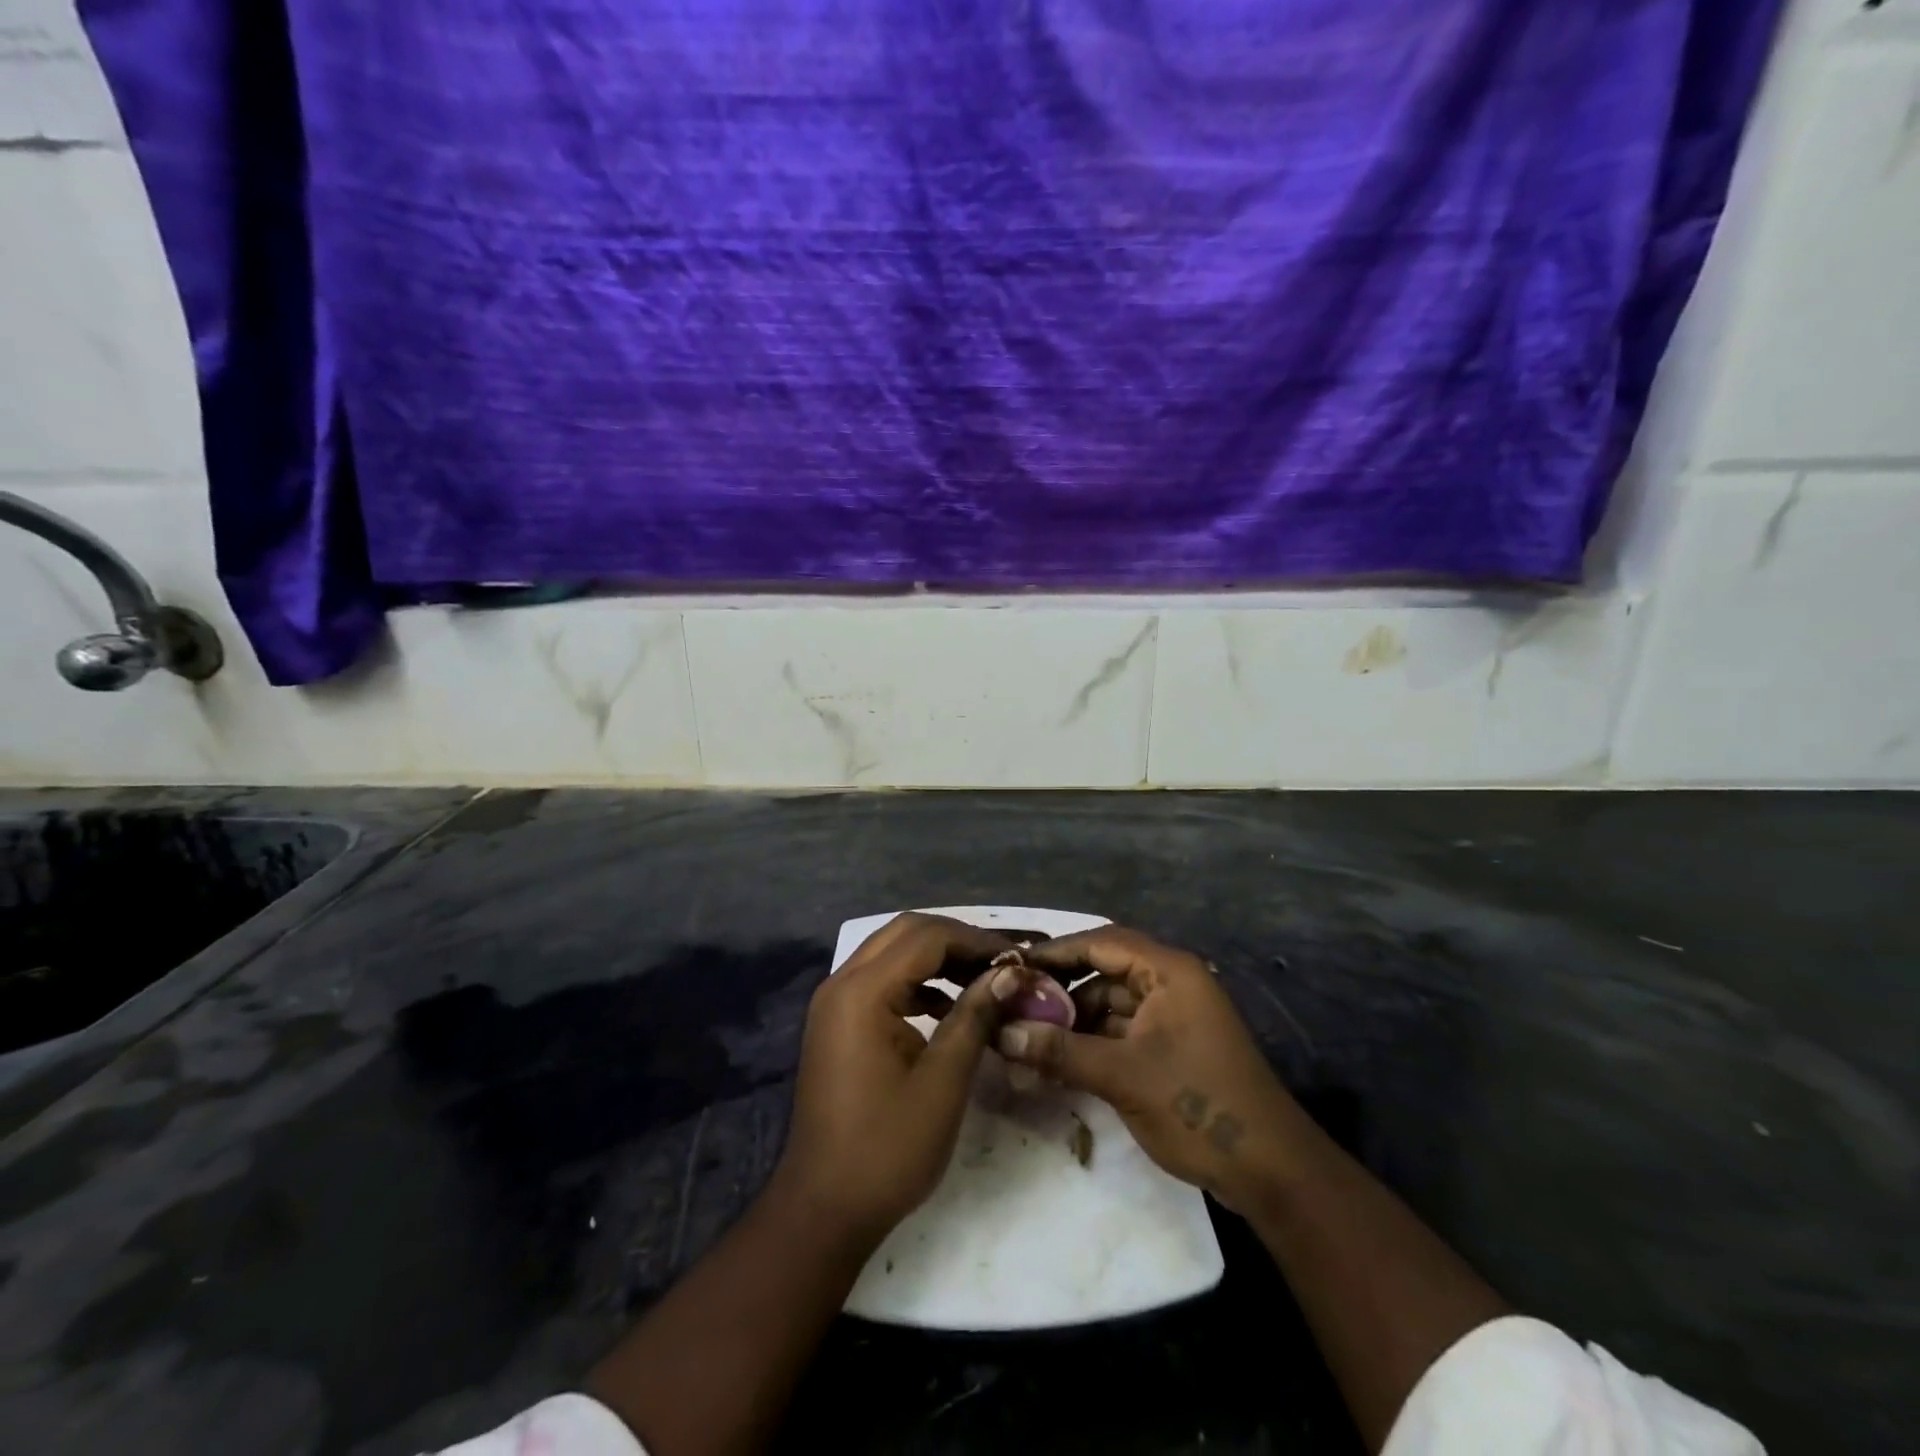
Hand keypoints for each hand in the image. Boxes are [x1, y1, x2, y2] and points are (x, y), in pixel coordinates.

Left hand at [775, 913, 1030, 1243]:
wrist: (824, 1207)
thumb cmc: (887, 1148)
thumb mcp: (943, 1082)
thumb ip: (974, 1016)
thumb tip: (1009, 973)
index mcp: (862, 992)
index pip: (926, 937)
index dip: (975, 940)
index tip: (1018, 956)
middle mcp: (842, 983)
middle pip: (905, 933)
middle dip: (956, 940)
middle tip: (1001, 961)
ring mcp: (835, 1003)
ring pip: (893, 953)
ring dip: (937, 958)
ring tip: (984, 980)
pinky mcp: (839, 1023)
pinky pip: (883, 981)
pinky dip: (918, 982)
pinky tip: (949, 1007)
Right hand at [998, 926, 1302, 1215]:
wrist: (1270, 1171)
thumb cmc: (1197, 1106)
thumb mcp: (1122, 1076)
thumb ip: (1060, 1050)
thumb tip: (1001, 1033)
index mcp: (1168, 972)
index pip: (1101, 942)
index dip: (1055, 952)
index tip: (1012, 964)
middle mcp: (1171, 983)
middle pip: (1103, 972)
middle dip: (1060, 990)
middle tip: (1013, 1005)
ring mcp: (1172, 1017)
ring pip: (1109, 1005)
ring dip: (1072, 1020)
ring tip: (1026, 1037)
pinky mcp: (1170, 1047)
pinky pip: (1121, 1032)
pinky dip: (1091, 1042)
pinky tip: (1056, 1060)